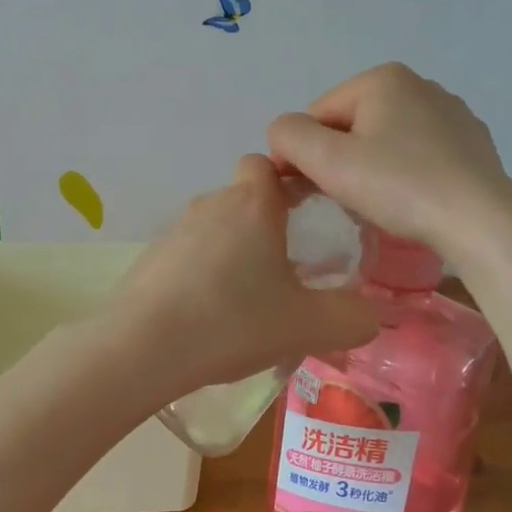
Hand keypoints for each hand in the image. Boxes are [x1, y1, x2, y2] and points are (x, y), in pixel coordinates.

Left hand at [104, 155, 378, 400]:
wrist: (141, 347)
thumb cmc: (233, 321)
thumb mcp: (309, 325)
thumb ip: (352, 317)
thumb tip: (370, 314)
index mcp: (252, 204)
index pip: (267, 164)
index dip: (287, 182)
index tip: (305, 214)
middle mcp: (211, 205)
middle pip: (244, 199)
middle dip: (265, 225)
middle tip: (287, 271)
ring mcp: (174, 231)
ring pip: (215, 228)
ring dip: (234, 252)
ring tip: (249, 301)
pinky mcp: (150, 259)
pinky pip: (188, 255)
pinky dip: (203, 274)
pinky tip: (210, 315)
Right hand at [267, 63, 511, 265]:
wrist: (480, 221)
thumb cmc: (399, 186)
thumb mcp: (328, 161)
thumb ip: (289, 136)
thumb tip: (284, 134)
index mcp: (383, 78)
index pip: (318, 115)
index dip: (306, 154)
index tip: (310, 191)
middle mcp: (419, 84)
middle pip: (353, 125)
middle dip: (340, 160)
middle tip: (345, 201)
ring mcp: (452, 113)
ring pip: (386, 140)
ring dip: (372, 169)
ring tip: (380, 206)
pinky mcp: (472, 143)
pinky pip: (419, 154)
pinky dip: (406, 174)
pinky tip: (412, 202)